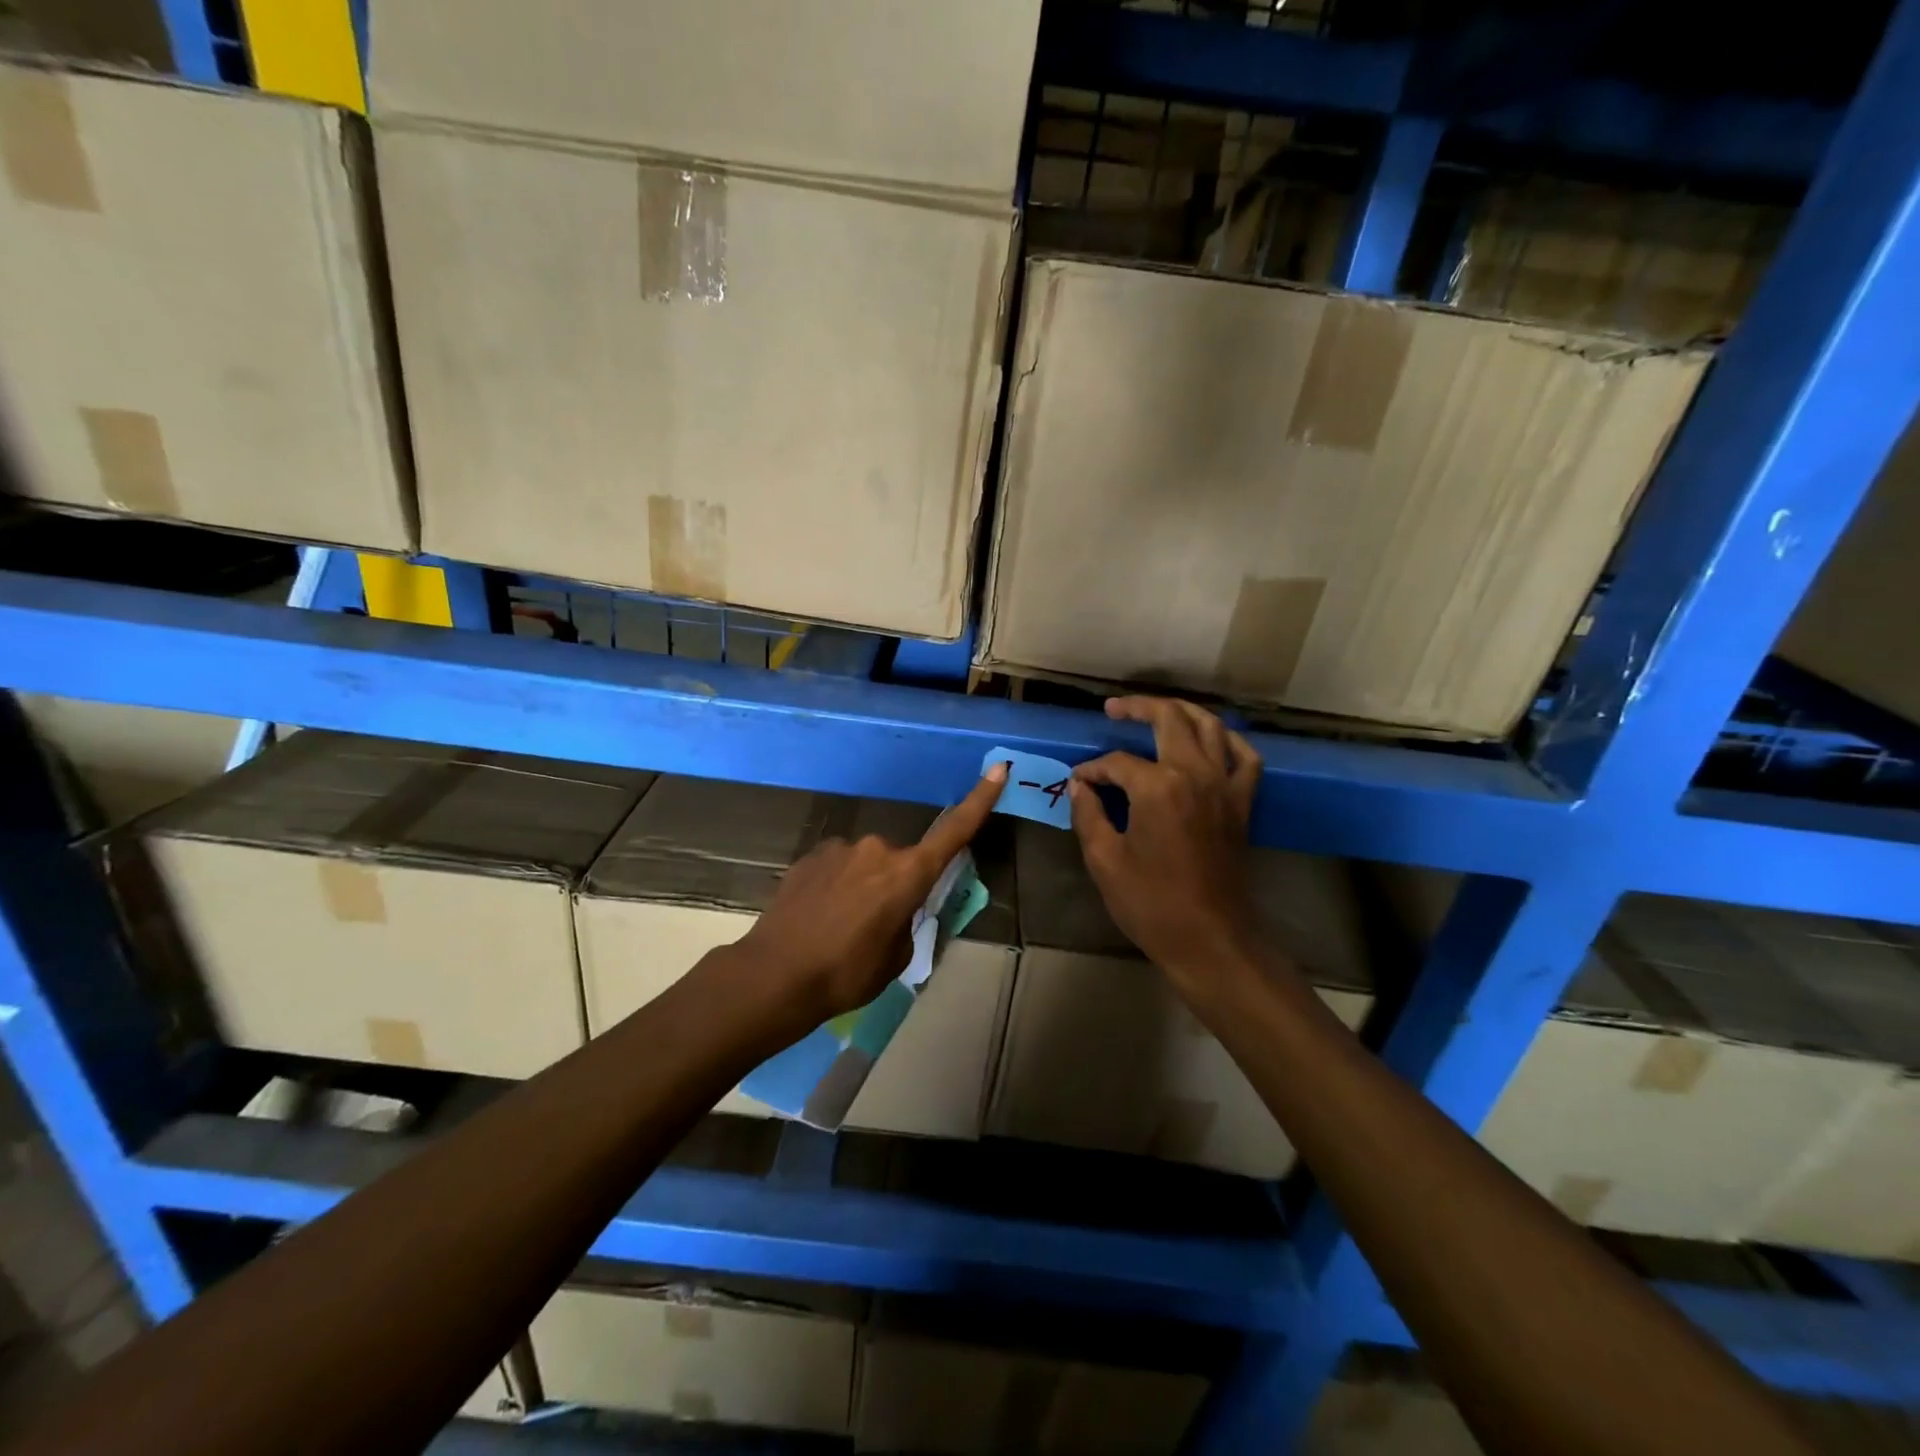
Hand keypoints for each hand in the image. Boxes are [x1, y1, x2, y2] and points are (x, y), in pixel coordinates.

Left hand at [734, 765, 1006, 1022]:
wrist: (775, 975)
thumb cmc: (847, 973)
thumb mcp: (896, 956)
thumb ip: (905, 921)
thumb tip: (894, 907)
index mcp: (907, 873)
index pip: (954, 831)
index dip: (979, 800)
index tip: (998, 768)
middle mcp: (877, 849)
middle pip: (900, 860)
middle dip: (895, 885)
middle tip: (875, 926)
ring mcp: (840, 848)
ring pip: (865, 864)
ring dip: (862, 886)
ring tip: (839, 927)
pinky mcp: (811, 856)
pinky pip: (837, 867)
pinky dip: (836, 886)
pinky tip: (817, 916)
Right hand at [1068, 696, 1263, 990]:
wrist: (1209, 939)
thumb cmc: (1151, 903)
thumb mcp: (1104, 860)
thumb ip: (1088, 815)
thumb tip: (1080, 786)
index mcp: (1158, 788)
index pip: (1118, 762)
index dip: (1093, 769)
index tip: (1078, 782)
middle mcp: (1195, 774)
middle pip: (1169, 719)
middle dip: (1138, 708)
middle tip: (1114, 709)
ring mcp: (1225, 786)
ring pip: (1210, 726)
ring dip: (1182, 711)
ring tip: (1159, 710)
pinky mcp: (1242, 803)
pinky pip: (1245, 758)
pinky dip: (1229, 741)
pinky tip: (1212, 740)